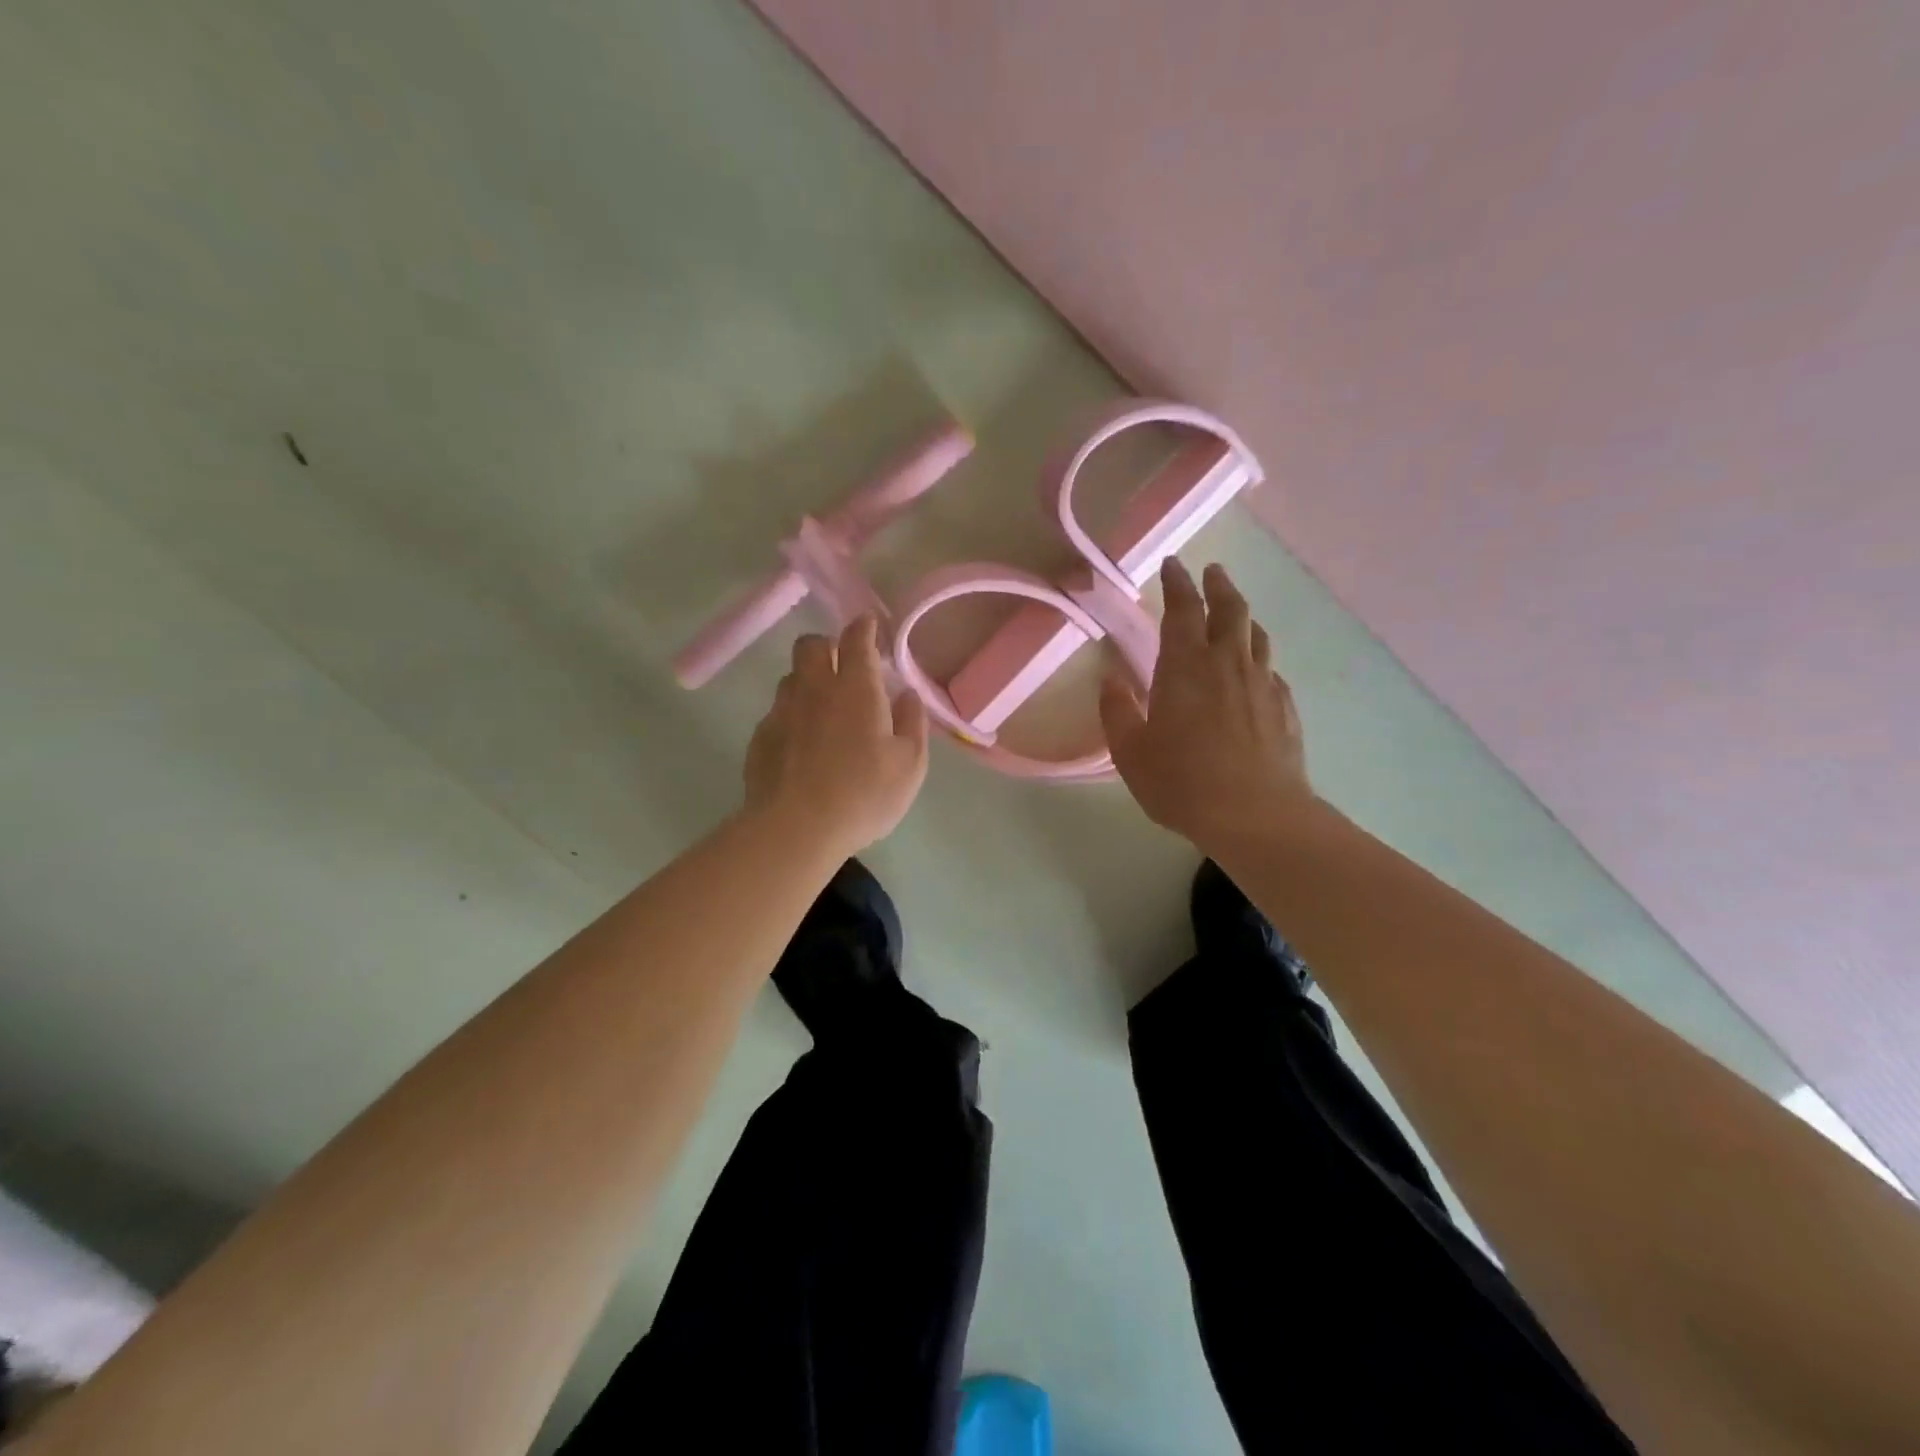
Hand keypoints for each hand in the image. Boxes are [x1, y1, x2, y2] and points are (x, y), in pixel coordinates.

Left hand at [744, 615, 929, 855]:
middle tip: (842, 665)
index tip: (869, 624)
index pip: (856, 639)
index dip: (863, 627)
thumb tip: (907, 694)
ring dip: (807, 682)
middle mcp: (814, 689)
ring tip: (823, 708)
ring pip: (791, 678)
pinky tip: (801, 745)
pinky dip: (792, 717)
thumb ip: (913, 723)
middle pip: (810, 645)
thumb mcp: (910, 765)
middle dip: (827, 645)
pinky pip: (777, 713)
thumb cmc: (863, 794)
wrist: (796, 828)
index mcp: (855, 688)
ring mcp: (781, 712)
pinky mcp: (760, 738)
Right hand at [1100, 559, 1314, 847]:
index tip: (1173, 565)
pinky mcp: (1284, 708)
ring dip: (1243, 617)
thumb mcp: (1131, 753)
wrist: (1255, 815)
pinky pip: (1270, 670)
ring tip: (1234, 614)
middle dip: (1218, 586)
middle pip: (1229, 610)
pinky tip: (1255, 672)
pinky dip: (1258, 659)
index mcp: (1185, 668)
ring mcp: (1261, 684)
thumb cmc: (1182, 782)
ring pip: (1255, 635)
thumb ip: (1117, 712)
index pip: (1181, 610)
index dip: (1177, 583)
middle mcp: (1227, 664)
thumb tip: (1110, 681)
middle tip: (1211, 572)